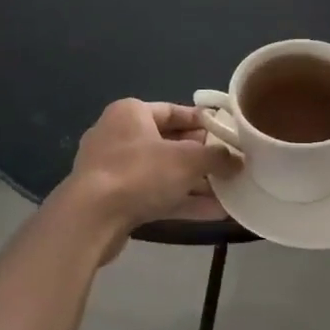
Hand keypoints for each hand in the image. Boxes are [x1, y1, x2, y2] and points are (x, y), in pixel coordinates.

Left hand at [62, 99, 240, 243]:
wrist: (91, 218)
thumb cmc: (140, 172)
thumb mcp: (188, 160)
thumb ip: (218, 157)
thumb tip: (238, 160)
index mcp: (131, 113)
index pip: (173, 111)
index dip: (202, 121)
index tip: (227, 133)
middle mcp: (119, 136)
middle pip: (169, 143)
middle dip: (201, 156)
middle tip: (230, 164)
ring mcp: (114, 170)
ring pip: (163, 172)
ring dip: (195, 183)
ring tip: (228, 190)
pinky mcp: (114, 200)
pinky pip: (154, 195)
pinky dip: (181, 201)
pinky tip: (213, 213)